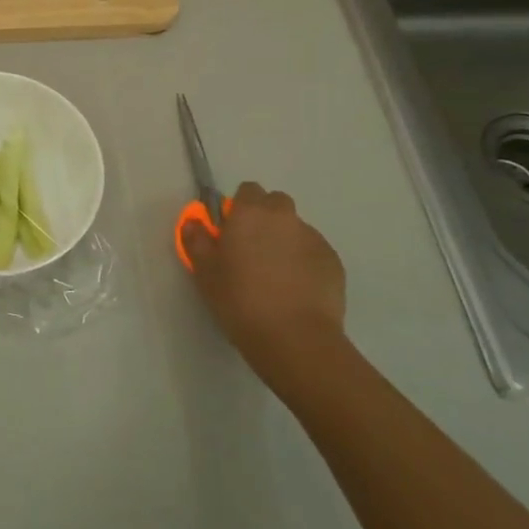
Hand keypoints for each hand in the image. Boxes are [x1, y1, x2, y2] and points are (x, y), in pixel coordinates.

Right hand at [182, 181, 345, 365]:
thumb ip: (196, 240)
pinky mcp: (333, 262)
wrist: (295, 338)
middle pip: (275, 204)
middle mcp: (284, 217)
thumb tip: (194, 222)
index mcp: (250, 213)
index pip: (247, 190)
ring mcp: (313, 238)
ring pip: (295, 229)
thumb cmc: (240, 300)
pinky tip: (296, 290)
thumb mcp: (205, 272)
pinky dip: (304, 262)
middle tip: (252, 251)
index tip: (231, 231)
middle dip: (265, 219)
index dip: (239, 207)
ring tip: (276, 276)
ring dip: (285, 241)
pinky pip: (313, 252)